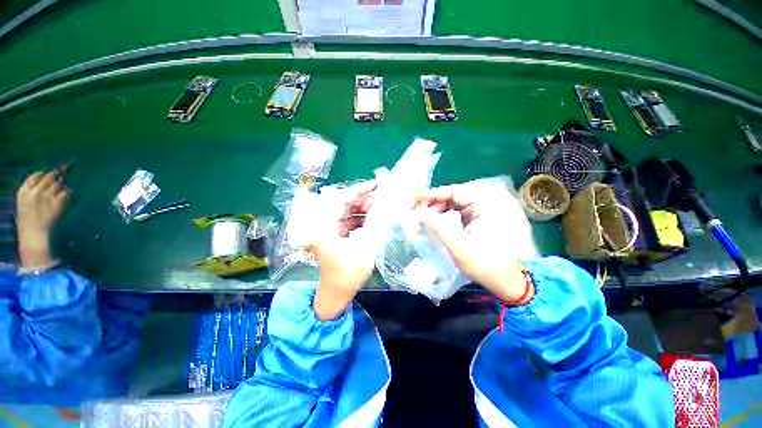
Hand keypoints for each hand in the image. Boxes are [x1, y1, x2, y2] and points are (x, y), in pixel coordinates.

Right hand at [16, 170, 70, 268]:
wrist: (34, 236)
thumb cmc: (28, 223)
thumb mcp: (24, 204)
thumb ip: (32, 192)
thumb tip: (45, 183)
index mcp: (23, 191)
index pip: (36, 175)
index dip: (45, 174)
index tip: (49, 176)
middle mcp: (35, 191)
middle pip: (49, 176)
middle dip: (57, 176)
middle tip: (61, 179)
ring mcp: (47, 196)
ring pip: (59, 183)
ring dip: (63, 185)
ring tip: (63, 190)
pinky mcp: (58, 203)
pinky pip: (67, 193)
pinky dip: (69, 193)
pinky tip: (67, 197)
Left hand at [310, 182, 376, 319]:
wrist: (337, 293)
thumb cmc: (348, 273)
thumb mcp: (365, 246)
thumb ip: (376, 222)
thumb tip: (386, 202)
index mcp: (322, 225)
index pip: (339, 198)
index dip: (358, 190)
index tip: (375, 184)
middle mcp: (321, 223)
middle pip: (343, 202)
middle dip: (363, 198)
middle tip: (381, 195)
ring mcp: (327, 228)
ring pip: (346, 209)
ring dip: (363, 207)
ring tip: (380, 205)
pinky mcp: (333, 233)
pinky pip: (347, 218)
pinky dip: (360, 216)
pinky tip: (373, 216)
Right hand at [419, 181, 533, 302]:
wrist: (505, 281)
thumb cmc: (483, 262)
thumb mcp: (457, 244)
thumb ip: (437, 226)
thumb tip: (418, 213)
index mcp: (482, 206)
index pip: (454, 192)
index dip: (434, 194)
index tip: (417, 199)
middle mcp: (482, 207)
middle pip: (454, 198)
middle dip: (435, 203)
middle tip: (418, 211)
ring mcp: (479, 216)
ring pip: (455, 207)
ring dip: (439, 210)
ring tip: (424, 217)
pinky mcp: (476, 225)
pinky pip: (457, 216)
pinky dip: (445, 217)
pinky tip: (435, 224)